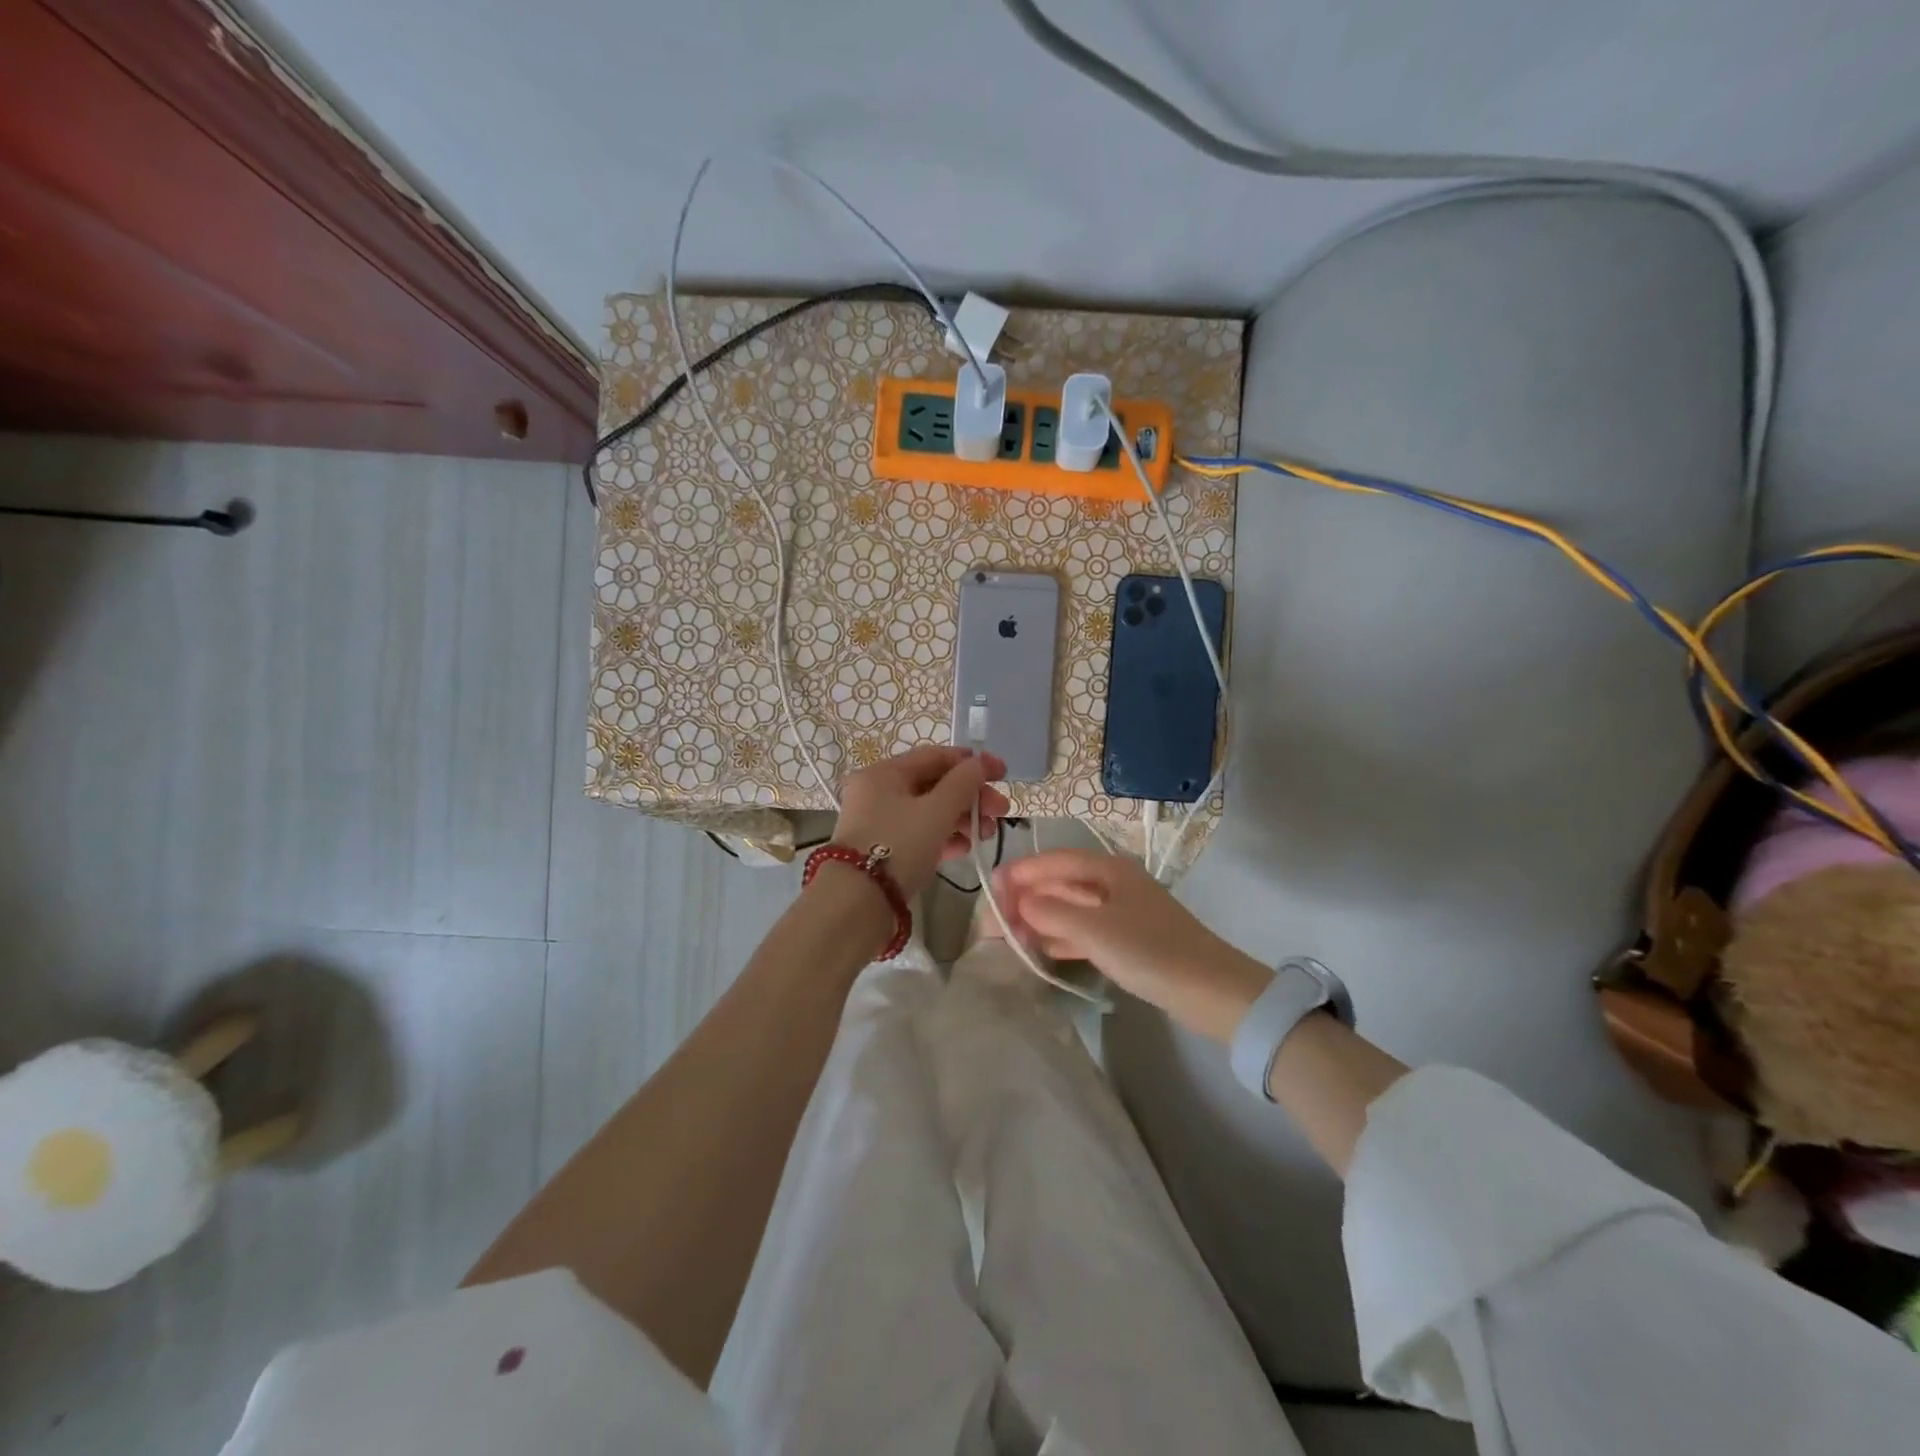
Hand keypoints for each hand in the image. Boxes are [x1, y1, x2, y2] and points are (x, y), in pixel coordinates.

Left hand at [829, 746, 1009, 898]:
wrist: (858, 902)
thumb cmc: (899, 845)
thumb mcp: (937, 810)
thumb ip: (963, 783)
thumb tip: (979, 764)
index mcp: (884, 773)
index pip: (935, 756)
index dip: (972, 763)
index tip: (1003, 774)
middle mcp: (878, 792)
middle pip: (934, 785)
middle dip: (971, 797)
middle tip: (1000, 812)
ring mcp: (879, 822)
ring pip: (929, 811)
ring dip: (962, 819)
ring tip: (987, 836)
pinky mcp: (884, 850)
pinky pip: (920, 834)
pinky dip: (944, 837)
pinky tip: (965, 849)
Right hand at [993, 850, 1272, 1041]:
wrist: (1211, 991)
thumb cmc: (1149, 950)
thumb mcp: (1093, 929)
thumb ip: (1050, 911)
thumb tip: (1018, 901)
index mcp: (1109, 869)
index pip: (1054, 861)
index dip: (1021, 872)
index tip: (990, 887)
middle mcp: (1114, 884)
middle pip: (1061, 885)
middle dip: (1026, 899)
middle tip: (992, 920)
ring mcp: (1122, 913)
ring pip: (1070, 910)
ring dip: (1040, 919)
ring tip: (1008, 936)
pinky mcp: (1128, 941)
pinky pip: (1084, 932)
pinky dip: (1061, 937)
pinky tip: (1040, 949)